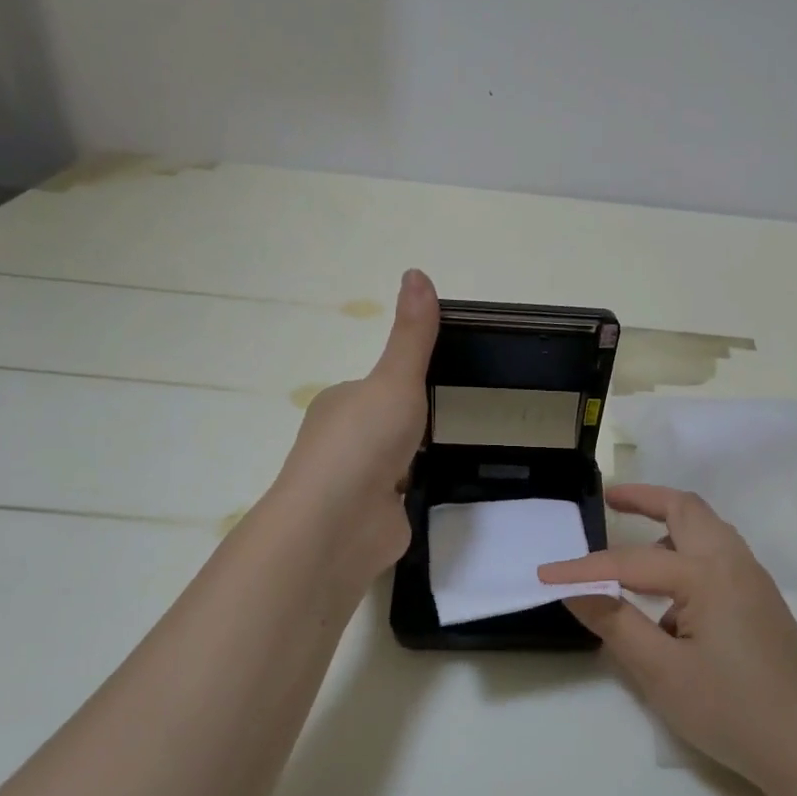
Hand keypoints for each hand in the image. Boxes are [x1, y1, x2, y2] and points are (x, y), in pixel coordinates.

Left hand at [271, 270, 438, 589]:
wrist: (340, 524)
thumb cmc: (363, 442)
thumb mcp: (396, 379)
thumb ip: (413, 336)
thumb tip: (417, 272)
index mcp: (339, 404)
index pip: (375, 386)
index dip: (404, 382)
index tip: (441, 378)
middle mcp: (342, 441)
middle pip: (383, 424)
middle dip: (411, 422)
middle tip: (457, 412)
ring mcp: (356, 483)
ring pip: (391, 462)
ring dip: (412, 458)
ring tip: (453, 449)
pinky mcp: (373, 518)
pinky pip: (399, 497)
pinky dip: (415, 492)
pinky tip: (438, 488)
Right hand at [539, 485, 796, 789]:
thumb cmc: (731, 710)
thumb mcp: (662, 671)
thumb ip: (616, 623)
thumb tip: (576, 591)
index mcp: (708, 573)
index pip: (630, 562)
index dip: (583, 569)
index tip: (544, 575)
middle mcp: (734, 562)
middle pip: (686, 509)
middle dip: (645, 499)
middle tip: (610, 500)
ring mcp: (753, 580)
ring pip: (707, 530)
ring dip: (669, 526)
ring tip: (634, 548)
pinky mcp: (761, 601)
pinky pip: (719, 557)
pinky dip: (687, 555)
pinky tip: (670, 602)